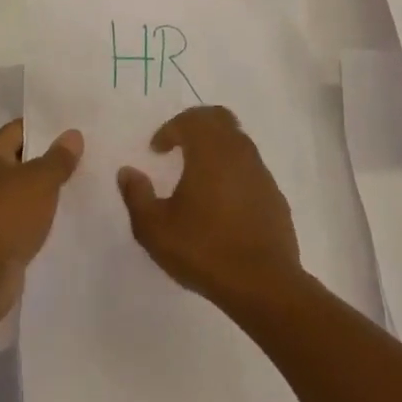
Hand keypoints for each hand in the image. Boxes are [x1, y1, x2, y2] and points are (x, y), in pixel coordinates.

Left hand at [0, 119, 81, 326]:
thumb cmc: (6, 216)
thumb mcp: (40, 180)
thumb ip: (59, 157)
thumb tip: (72, 134)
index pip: (20, 129)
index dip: (47, 128)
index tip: (76, 130)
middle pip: (21, 160)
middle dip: (50, 160)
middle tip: (86, 155)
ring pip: (24, 191)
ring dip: (47, 191)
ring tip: (82, 184)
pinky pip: (22, 218)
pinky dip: (40, 217)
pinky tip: (66, 216)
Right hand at [117, 105, 301, 312]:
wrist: (264, 283)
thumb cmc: (204, 249)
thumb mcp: (156, 229)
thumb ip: (137, 196)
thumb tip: (127, 172)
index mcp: (210, 150)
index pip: (190, 120)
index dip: (170, 129)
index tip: (156, 150)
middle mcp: (238, 151)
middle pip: (219, 118)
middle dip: (196, 124)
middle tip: (178, 144)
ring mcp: (260, 171)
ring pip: (237, 140)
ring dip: (216, 146)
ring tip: (198, 172)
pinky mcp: (274, 194)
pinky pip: (250, 167)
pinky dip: (233, 169)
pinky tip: (222, 199)